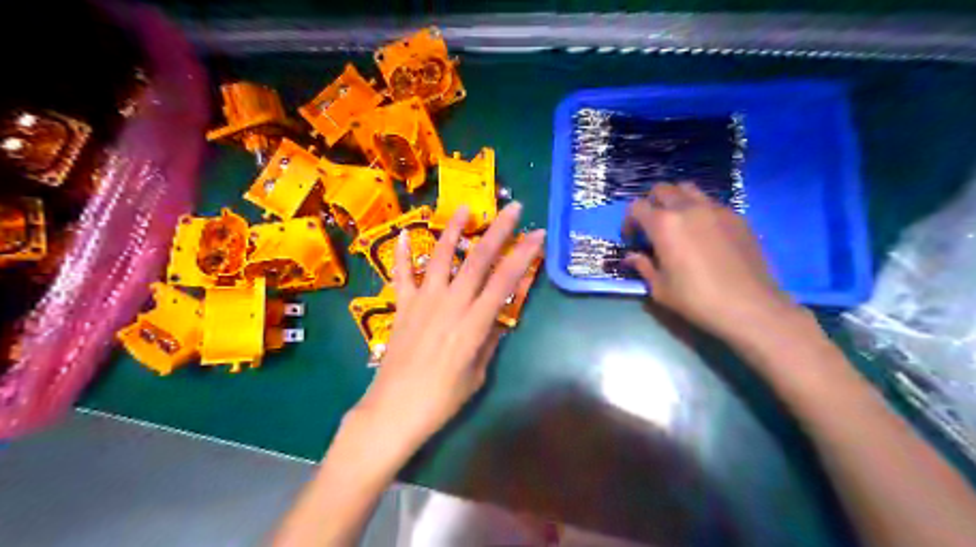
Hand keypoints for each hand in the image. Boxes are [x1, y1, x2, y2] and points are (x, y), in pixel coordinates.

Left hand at [356, 202, 544, 451]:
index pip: (504, 281)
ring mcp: (423, 302)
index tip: (537, 235)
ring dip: (453, 230)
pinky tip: (402, 234)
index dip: (523, 255)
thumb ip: (488, 341)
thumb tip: (499, 318)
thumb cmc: (441, 400)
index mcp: (474, 324)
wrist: (394, 411)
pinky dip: (400, 254)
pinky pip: (401, 276)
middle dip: (498, 231)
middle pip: (477, 260)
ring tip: (464, 208)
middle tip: (513, 208)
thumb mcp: (476, 374)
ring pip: (439, 257)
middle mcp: (450, 305)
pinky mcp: (401, 307)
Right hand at [625, 185, 798, 343]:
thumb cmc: (696, 299)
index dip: (629, 221)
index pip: (636, 207)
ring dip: (676, 201)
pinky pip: (711, 203)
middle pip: (662, 189)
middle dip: (651, 204)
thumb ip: (643, 266)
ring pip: (688, 189)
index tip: (633, 239)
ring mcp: (715, 209)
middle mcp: (688, 208)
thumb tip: (632, 257)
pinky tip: (704, 234)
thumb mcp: (660, 288)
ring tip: (678, 223)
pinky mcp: (737, 216)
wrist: (749, 305)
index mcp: (664, 224)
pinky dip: (700, 210)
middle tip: (652, 227)